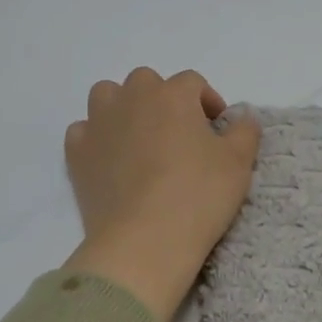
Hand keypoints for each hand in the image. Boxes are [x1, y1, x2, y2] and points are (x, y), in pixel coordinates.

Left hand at [62, 68, 261, 321]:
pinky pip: (83, 131)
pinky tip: (110, 159)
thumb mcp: (238, 164)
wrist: (144, 240)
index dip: (207, 101)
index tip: (216, 129)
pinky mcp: (77, 153)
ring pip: (107, 95)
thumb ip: (245, 132)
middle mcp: (132, 99)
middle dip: (162, 99)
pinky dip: (96, 137)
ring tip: (139, 137)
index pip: (192, 82)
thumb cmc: (198, 196)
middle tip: (178, 133)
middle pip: (146, 81)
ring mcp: (99, 124)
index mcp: (173, 95)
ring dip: (123, 107)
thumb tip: (243, 117)